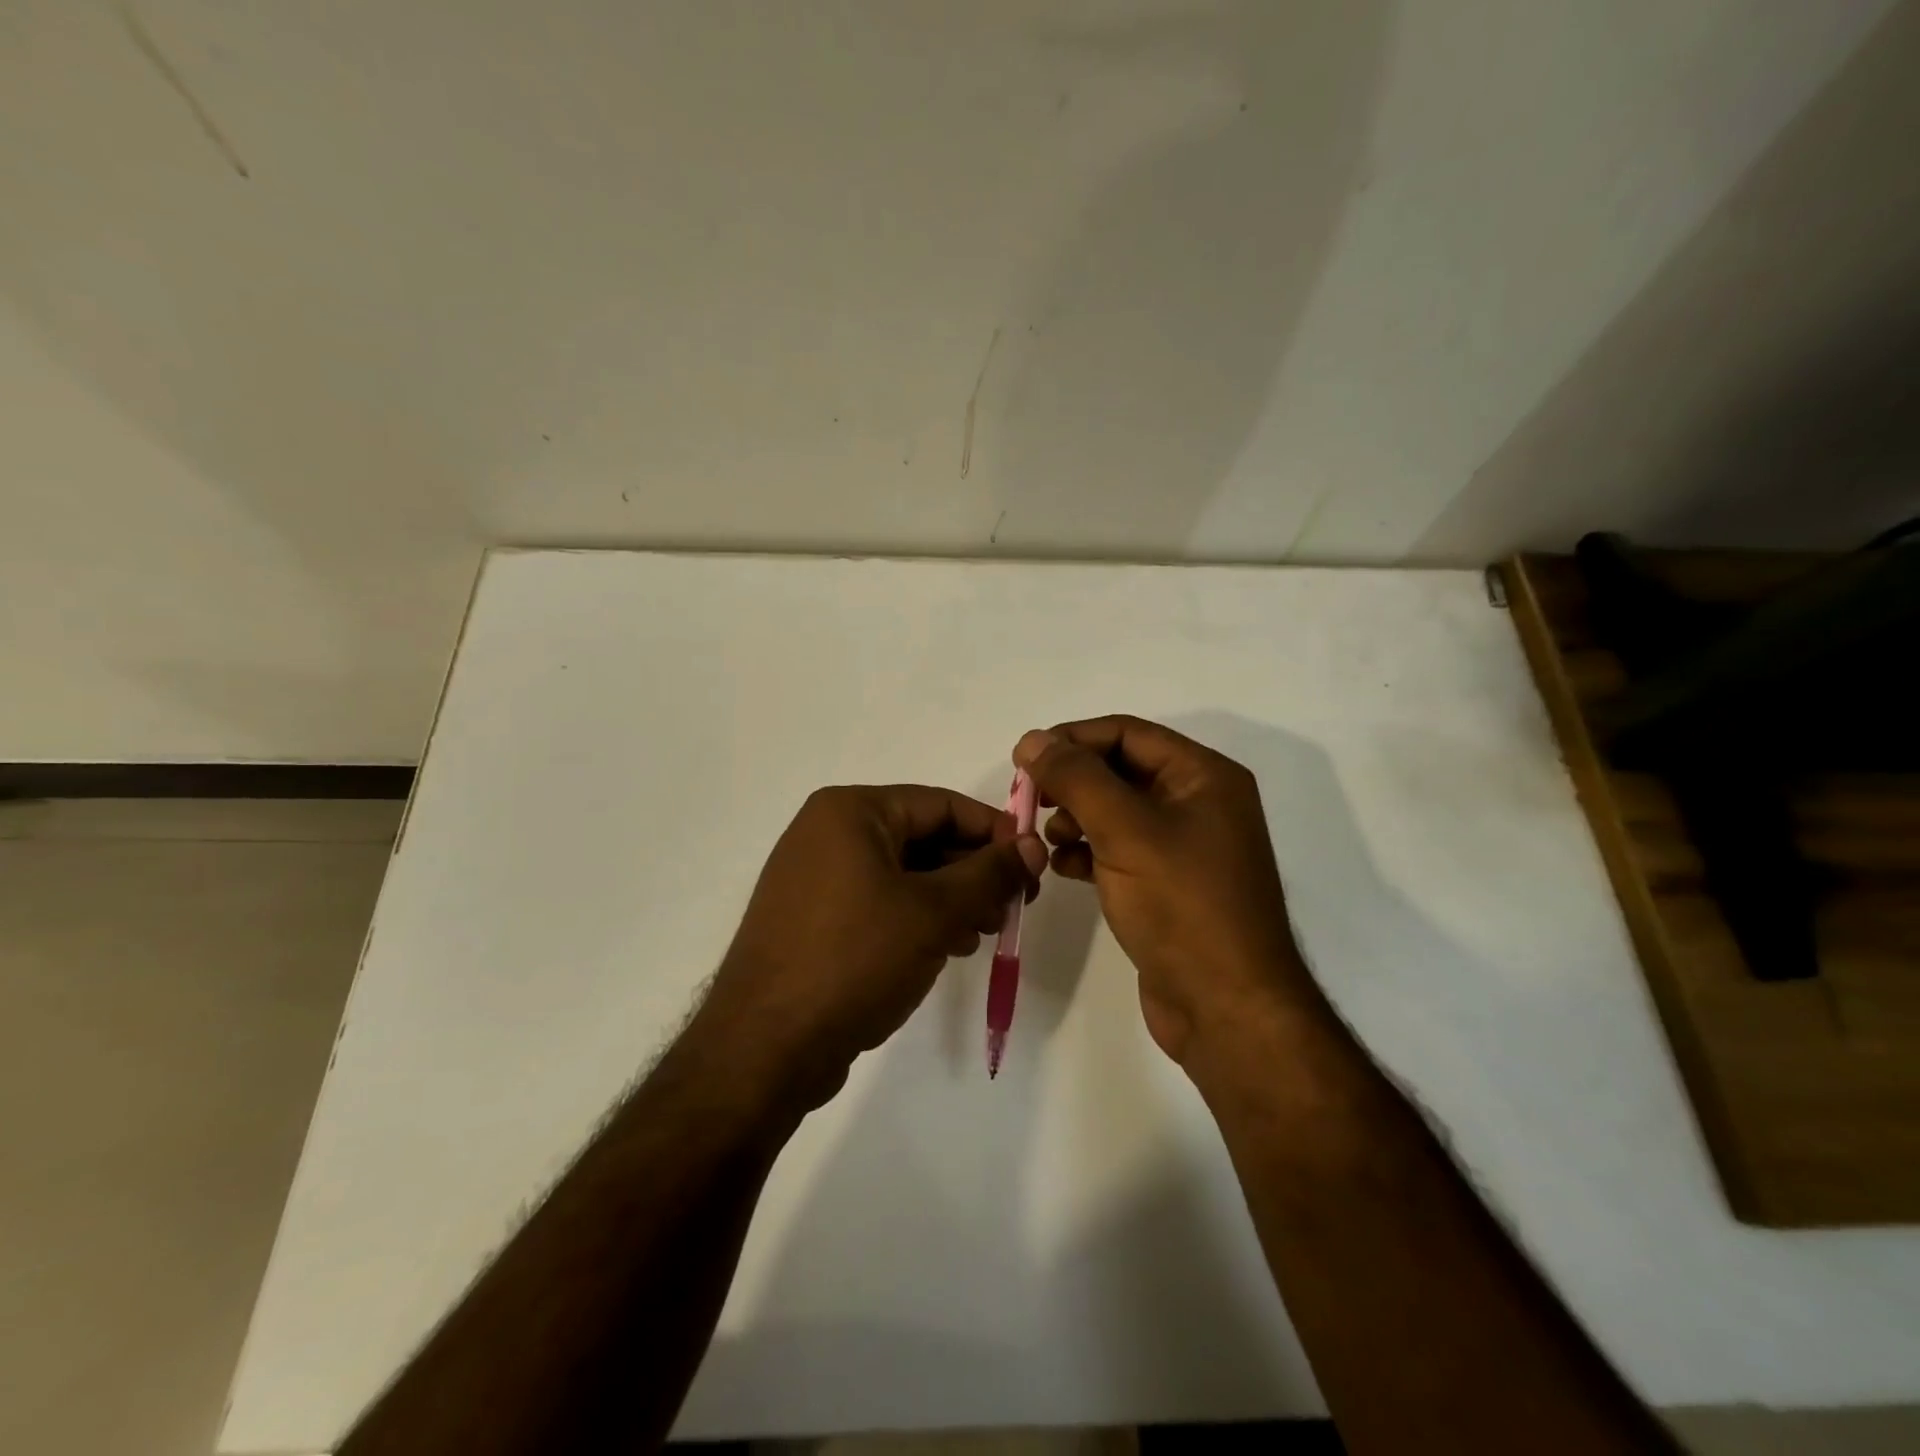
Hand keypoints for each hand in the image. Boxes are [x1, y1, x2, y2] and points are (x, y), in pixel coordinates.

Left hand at [701, 785, 1046, 1106]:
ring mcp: (814, 877)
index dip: (994, 831)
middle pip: (921, 837)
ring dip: (950, 898)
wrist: (765, 1049)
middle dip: (973, 871)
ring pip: (902, 873)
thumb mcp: (934, 912)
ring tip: (984, 932)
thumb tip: (1033, 844)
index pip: (940, 804)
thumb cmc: (855, 960)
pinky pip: (878, 901)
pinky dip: (917, 917)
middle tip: (1013, 907)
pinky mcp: (812, 918)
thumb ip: (989, 873)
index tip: (1033, 864)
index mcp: (850, 811)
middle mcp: (827, 833)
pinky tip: (947, 947)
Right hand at [1013, 716, 1318, 1064]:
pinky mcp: (1167, 885)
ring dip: (1075, 816)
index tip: (1025, 758)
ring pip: (1115, 811)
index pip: (1128, 733)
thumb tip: (1032, 739)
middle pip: (1120, 770)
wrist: (1226, 1008)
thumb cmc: (1181, 906)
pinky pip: (1119, 849)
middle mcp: (1198, 803)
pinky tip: (1063, 867)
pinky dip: (1087, 850)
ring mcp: (1184, 847)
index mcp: (1203, 776)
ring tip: (1048, 838)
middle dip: (1072, 782)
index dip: (1073, 738)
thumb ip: (1076, 778)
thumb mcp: (1125, 830)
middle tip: (1028, 800)